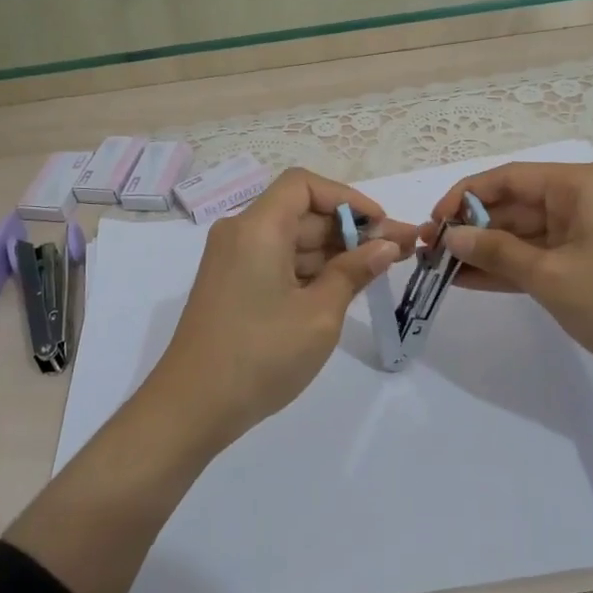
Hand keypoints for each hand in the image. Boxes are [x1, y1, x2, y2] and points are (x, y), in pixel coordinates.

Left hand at [148, 167, 417, 446]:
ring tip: (383, 269)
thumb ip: (354, 272)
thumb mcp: (319, 314)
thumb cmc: (260, 355)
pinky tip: (346, 287)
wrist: (192, 407)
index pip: (304, 185)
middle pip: (302, 213)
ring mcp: (234, 261)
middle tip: (401, 249)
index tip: (380, 224)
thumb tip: (386, 245)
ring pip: (293, 240)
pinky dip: (312, 270)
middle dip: (351, 229)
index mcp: (257, 228)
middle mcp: (241, 234)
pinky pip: (278, 262)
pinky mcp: (233, 286)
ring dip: (335, 252)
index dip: (347, 199)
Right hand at [424, 160, 592, 378]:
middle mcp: (582, 198)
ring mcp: (587, 230)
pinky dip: (510, 267)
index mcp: (579, 185)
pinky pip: (540, 255)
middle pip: (514, 205)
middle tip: (431, 253)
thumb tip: (451, 235)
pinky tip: (470, 280)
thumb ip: (496, 252)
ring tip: (441, 269)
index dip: (464, 197)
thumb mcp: (550, 277)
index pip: (507, 178)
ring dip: (486, 251)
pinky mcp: (589, 259)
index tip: (432, 224)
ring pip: (524, 233)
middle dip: (472, 228)